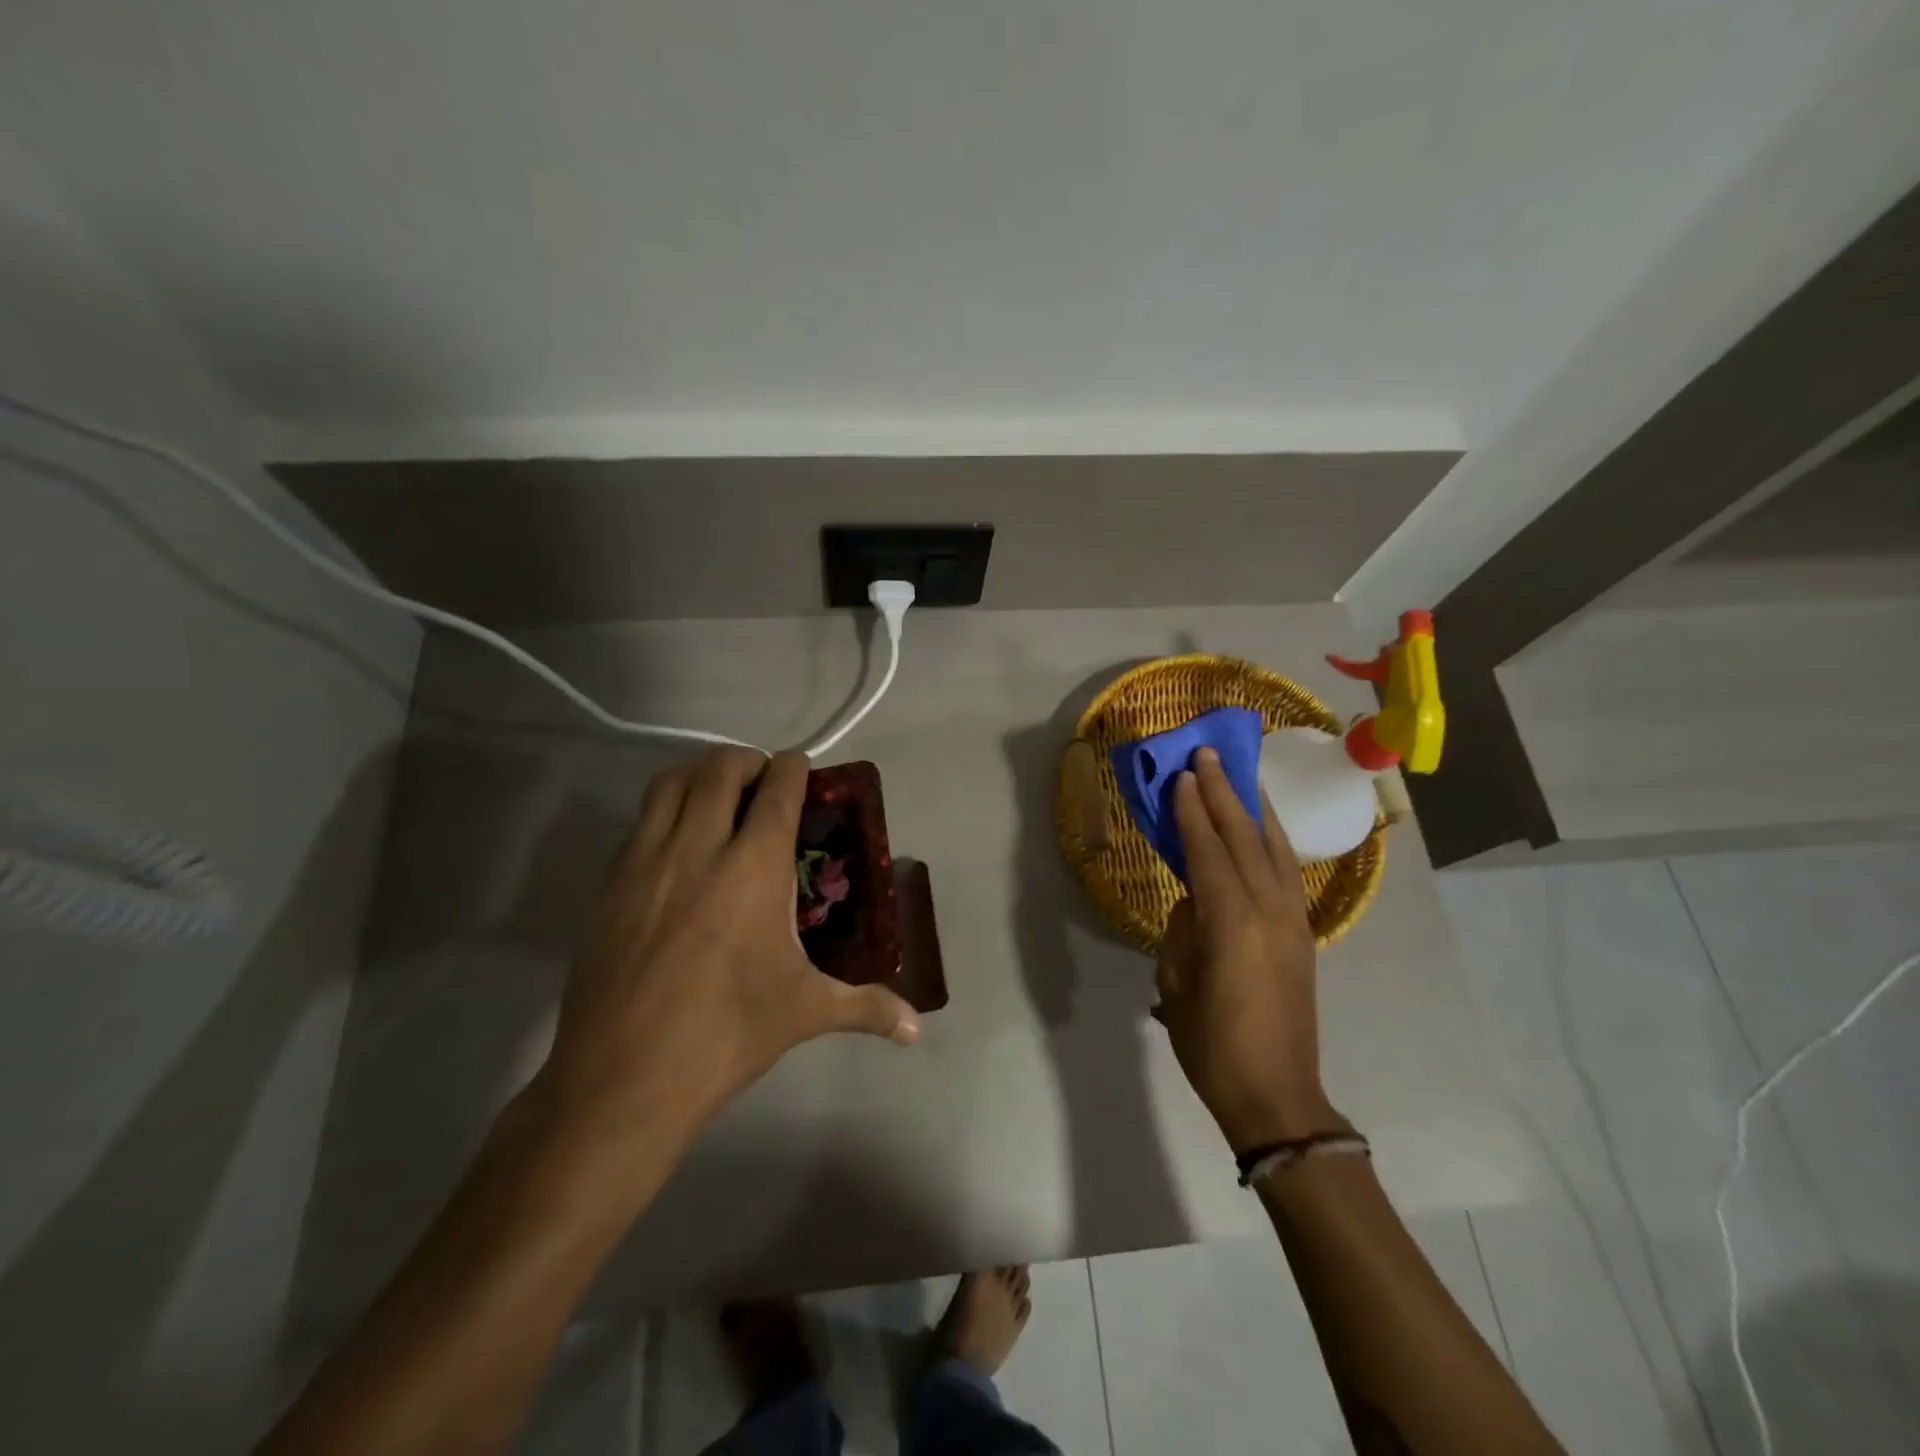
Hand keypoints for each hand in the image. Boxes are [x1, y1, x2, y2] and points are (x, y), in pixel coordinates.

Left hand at [534, 748, 919, 1160]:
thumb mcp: (805, 1012)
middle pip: (720, 768)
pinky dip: (666, 810)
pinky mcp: (611, 884)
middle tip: (764, 783)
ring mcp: (647, 861)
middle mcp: (699, 847)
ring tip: (719, 797)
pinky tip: (680, 845)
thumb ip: (867, 1007)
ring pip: (671, 783)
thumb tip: (916, 1027)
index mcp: (754, 867)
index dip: (793, 768)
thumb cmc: (727, 1033)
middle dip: (747, 761)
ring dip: (700, 774)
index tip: (802, 767)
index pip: (777, 789)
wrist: (623, 1077)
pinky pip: (641, 821)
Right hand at [1153, 747, 1344, 1152]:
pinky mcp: (1303, 934)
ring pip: (1275, 849)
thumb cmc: (1212, 1046)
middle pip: (1244, 839)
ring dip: (1254, 809)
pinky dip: (1275, 840)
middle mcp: (1268, 911)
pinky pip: (1290, 872)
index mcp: (1231, 923)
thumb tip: (1194, 901)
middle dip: (1224, 794)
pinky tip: (1265, 828)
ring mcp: (1293, 921)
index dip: (1193, 811)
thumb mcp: (1176, 986)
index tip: (1183, 775)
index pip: (1208, 851)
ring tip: (1241, 775)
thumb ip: (1183, 931)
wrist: (1278, 1096)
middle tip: (1208, 755)